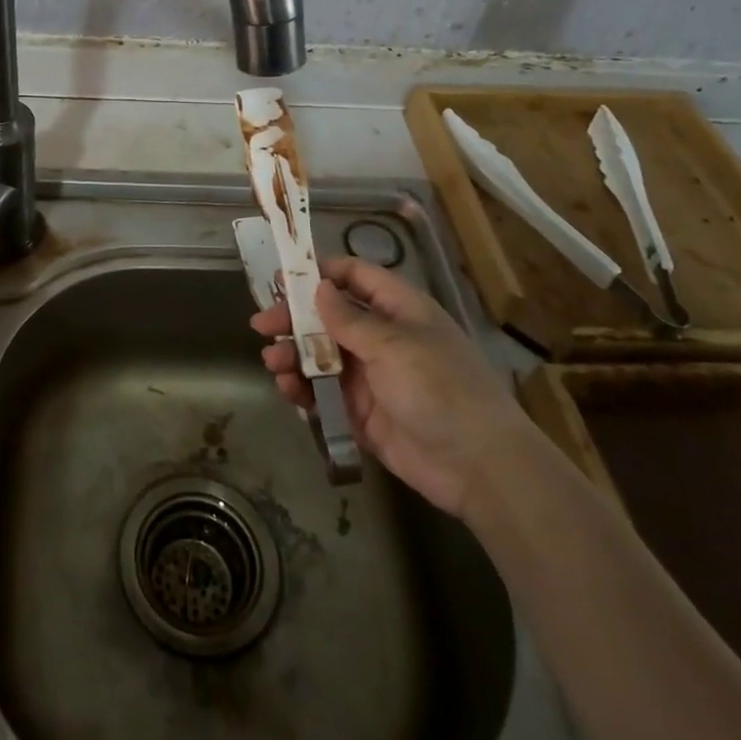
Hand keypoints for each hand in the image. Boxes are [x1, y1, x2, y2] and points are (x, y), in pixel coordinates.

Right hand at [252, 256, 529, 514]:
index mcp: (398, 310)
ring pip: (321, 355)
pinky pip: (324, 392)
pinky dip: (303, 389)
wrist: (478, 466)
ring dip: (294, 355)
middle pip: (329, 317)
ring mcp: (371, 375)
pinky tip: (289, 390)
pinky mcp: (361, 412)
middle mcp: (382, 337)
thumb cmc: (439, 388)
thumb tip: (318, 288)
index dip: (320, 273)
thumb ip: (349, 319)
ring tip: (273, 363)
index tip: (283, 279)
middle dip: (294, 319)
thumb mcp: (393, 345)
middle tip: (262, 325)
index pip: (355, 276)